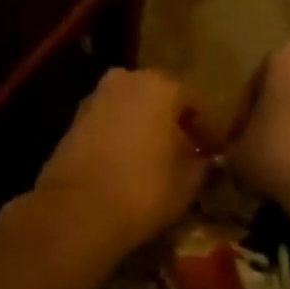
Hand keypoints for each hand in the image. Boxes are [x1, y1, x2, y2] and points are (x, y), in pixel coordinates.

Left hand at [34, 68, 208, 256]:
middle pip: (160, 98)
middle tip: (186, 151)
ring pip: (131, 107)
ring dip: (145, 127)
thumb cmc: (143, 188)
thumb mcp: (187, 183)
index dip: (208, 129)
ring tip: (156, 159)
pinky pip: (109, 121)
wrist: (76, 209)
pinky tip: (127, 162)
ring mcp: (97, 96)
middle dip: (173, 122)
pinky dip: (121, 135)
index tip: (215, 152)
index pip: (194, 102)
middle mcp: (127, 79)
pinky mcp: (74, 118)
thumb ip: (202, 165)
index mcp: (161, 85)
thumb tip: (206, 160)